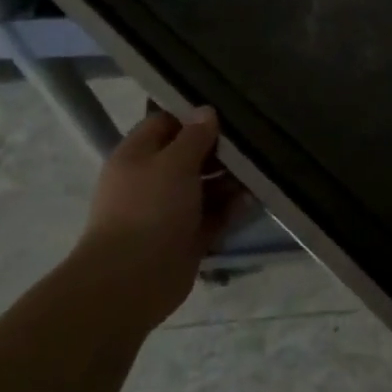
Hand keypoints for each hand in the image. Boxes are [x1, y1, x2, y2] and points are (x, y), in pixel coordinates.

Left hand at [73, 107, 248, 327]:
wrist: (131, 281)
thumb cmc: (149, 209)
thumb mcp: (174, 163)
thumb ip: (194, 136)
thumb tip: (207, 111)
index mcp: (138, 155)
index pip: (166, 123)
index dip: (194, 116)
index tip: (227, 111)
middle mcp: (152, 179)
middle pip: (189, 155)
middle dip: (219, 149)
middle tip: (253, 140)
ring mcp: (169, 210)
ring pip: (204, 186)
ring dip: (230, 179)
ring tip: (260, 170)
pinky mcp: (186, 237)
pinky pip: (213, 215)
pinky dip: (231, 208)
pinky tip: (253, 199)